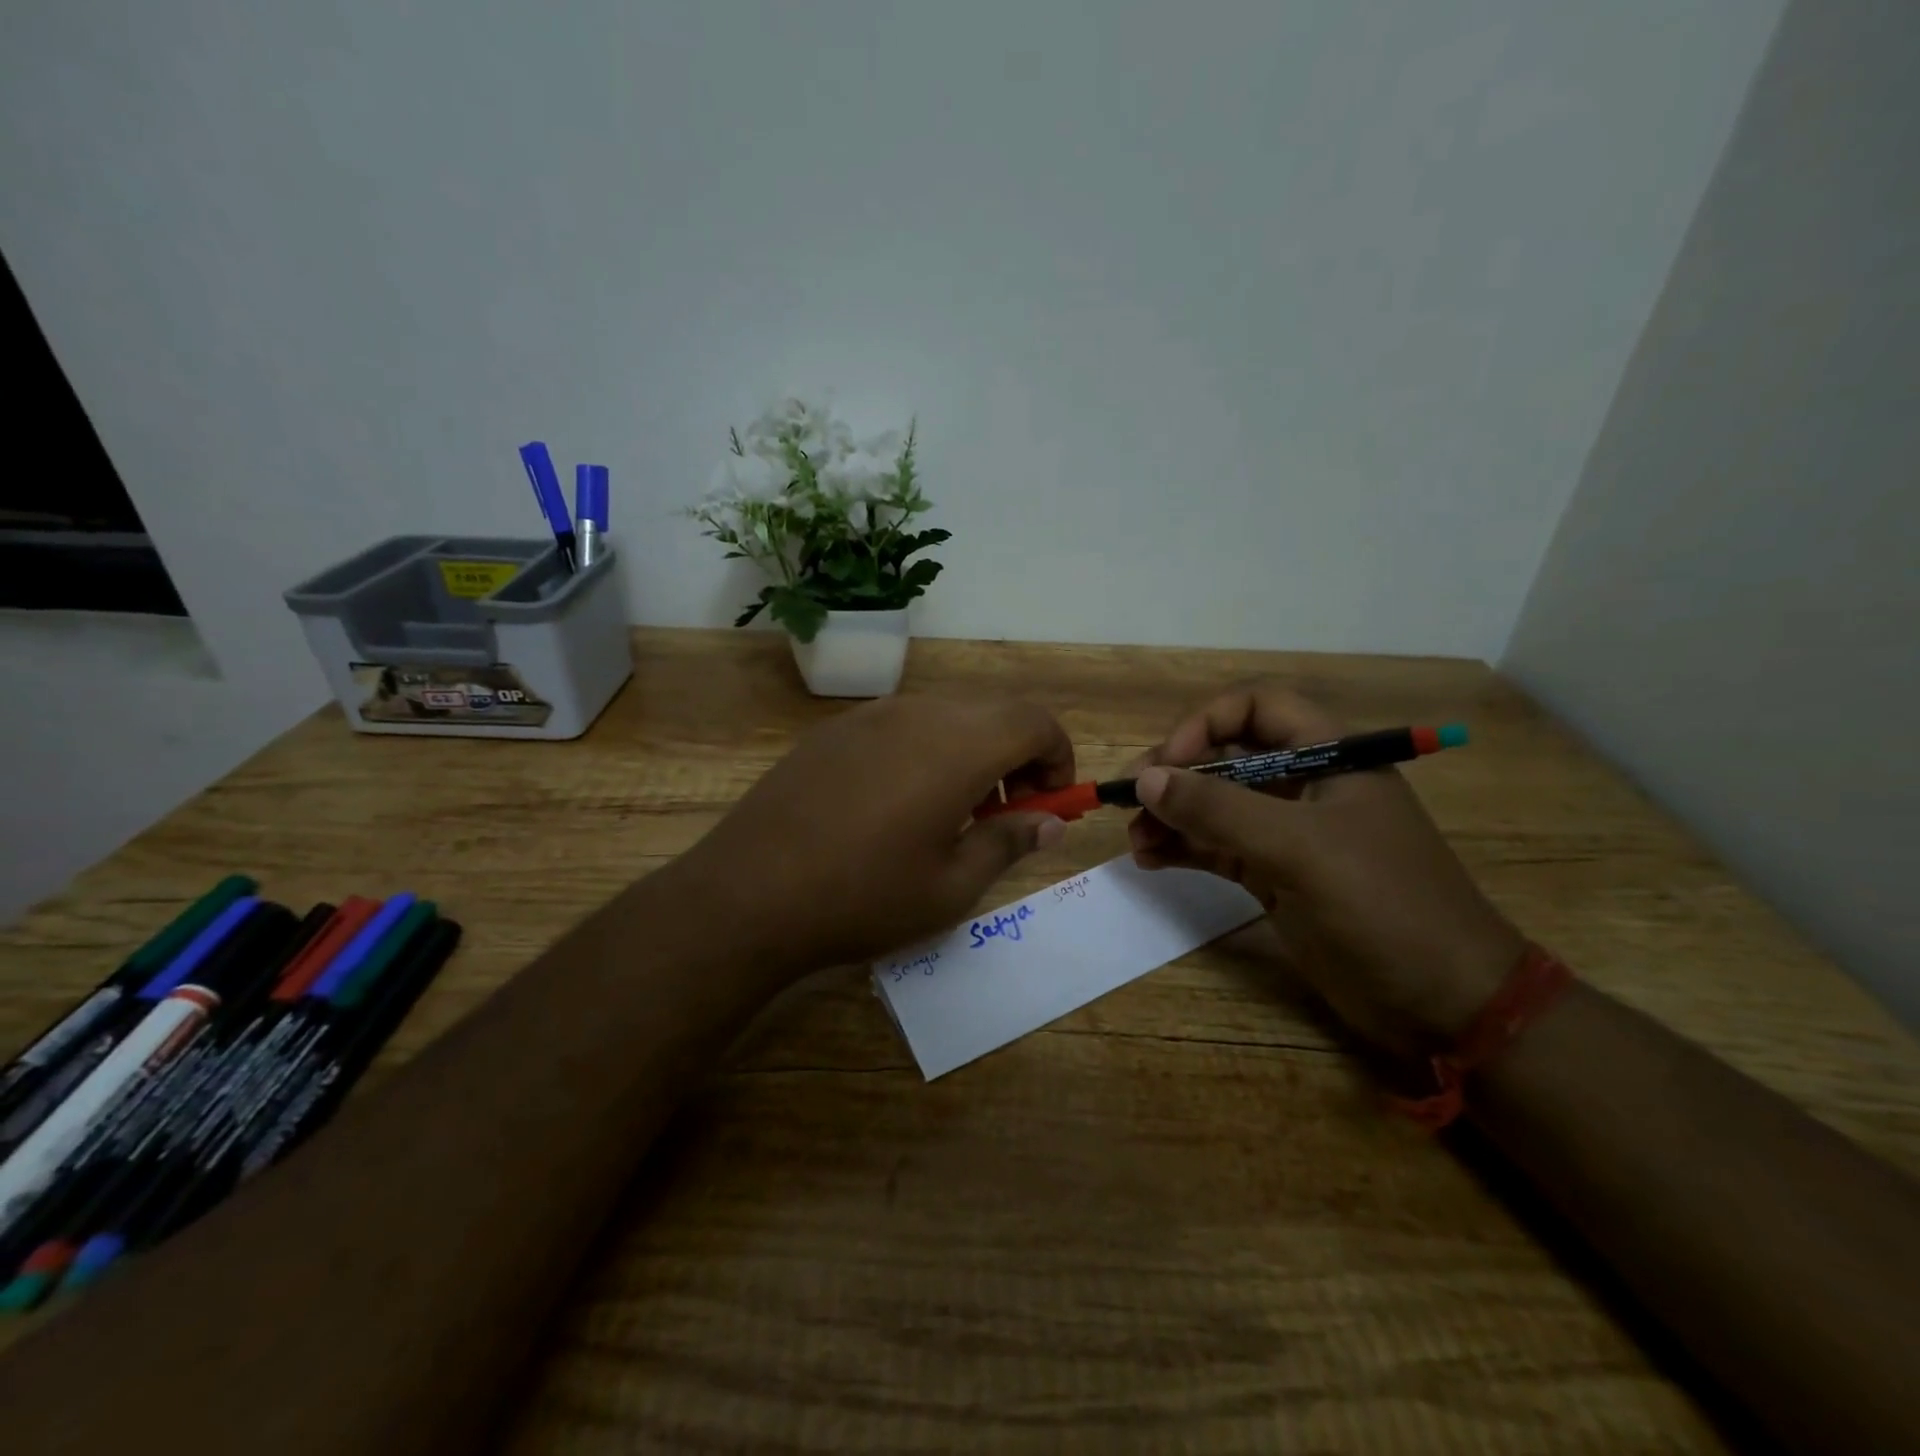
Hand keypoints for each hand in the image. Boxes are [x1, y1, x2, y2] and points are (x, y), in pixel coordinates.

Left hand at [673, 695, 1073, 969]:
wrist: (748, 893)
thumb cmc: (864, 896)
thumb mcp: (951, 886)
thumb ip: (1009, 843)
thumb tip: (1049, 823)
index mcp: (959, 747)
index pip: (1036, 721)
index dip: (1057, 757)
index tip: (1048, 804)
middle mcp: (919, 714)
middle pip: (994, 712)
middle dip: (1018, 756)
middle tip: (1005, 814)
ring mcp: (871, 715)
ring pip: (947, 715)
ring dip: (972, 752)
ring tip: (950, 814)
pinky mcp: (834, 730)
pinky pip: (902, 724)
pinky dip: (927, 751)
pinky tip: (896, 805)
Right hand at [1129, 683, 1523, 1054]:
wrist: (1444, 1002)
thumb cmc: (1383, 905)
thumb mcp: (1299, 849)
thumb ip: (1219, 810)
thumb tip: (1146, 780)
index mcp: (1329, 756)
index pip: (1257, 708)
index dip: (1206, 723)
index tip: (1167, 763)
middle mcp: (1304, 785)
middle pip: (1226, 756)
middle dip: (1175, 775)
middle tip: (1129, 802)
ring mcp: (1288, 833)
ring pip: (1215, 805)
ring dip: (1171, 816)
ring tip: (1134, 840)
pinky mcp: (1275, 876)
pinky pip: (1217, 847)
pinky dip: (1182, 848)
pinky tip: (1151, 859)